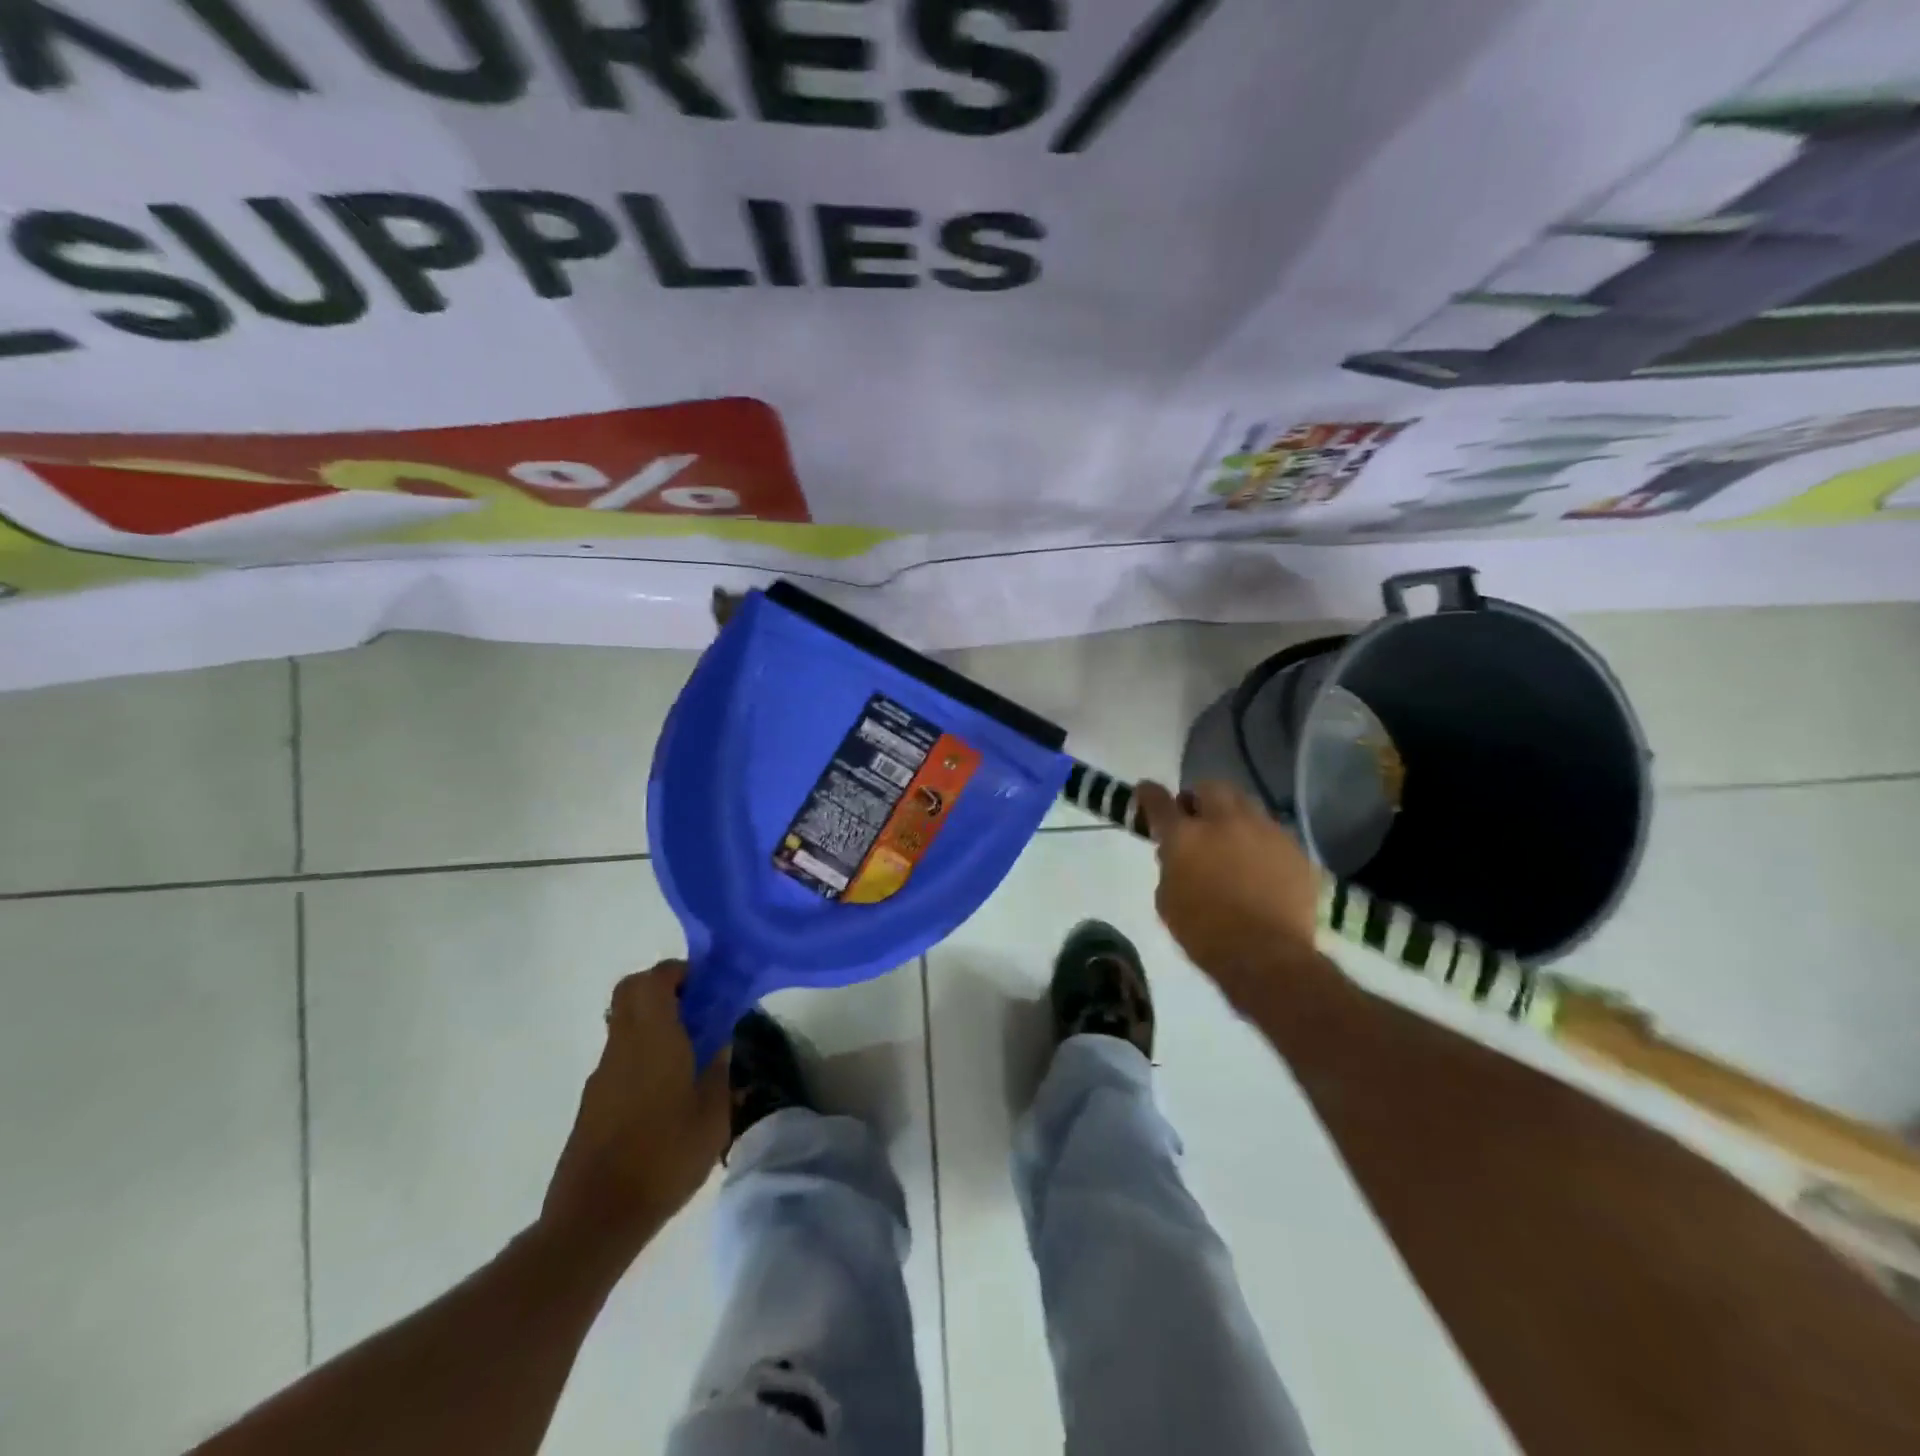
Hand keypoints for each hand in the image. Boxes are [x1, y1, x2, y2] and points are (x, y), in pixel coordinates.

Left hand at [542, 961, 729, 1255]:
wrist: (596, 1219)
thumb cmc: (663, 1157)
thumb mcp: (712, 1115)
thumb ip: (718, 1071)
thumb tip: (720, 1042)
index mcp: (652, 1039)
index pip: (654, 979)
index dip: (679, 972)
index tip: (707, 985)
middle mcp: (622, 1046)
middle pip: (631, 993)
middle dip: (664, 989)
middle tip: (697, 1008)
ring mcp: (602, 1075)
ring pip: (624, 1024)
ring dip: (653, 1021)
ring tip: (691, 1051)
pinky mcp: (593, 1102)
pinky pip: (621, 1055)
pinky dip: (643, 1051)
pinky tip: (669, 1088)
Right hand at [1135, 780, 1324, 1000]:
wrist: (1266, 956)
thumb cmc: (1205, 934)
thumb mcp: (1167, 900)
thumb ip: (1170, 866)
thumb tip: (1176, 854)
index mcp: (1185, 836)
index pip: (1159, 800)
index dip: (1149, 793)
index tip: (1146, 792)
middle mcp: (1224, 822)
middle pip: (1210, 787)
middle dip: (1199, 798)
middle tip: (1196, 817)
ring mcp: (1264, 831)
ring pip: (1246, 803)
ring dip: (1232, 814)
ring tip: (1232, 837)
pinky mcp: (1293, 848)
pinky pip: (1272, 832)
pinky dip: (1260, 840)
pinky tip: (1260, 864)